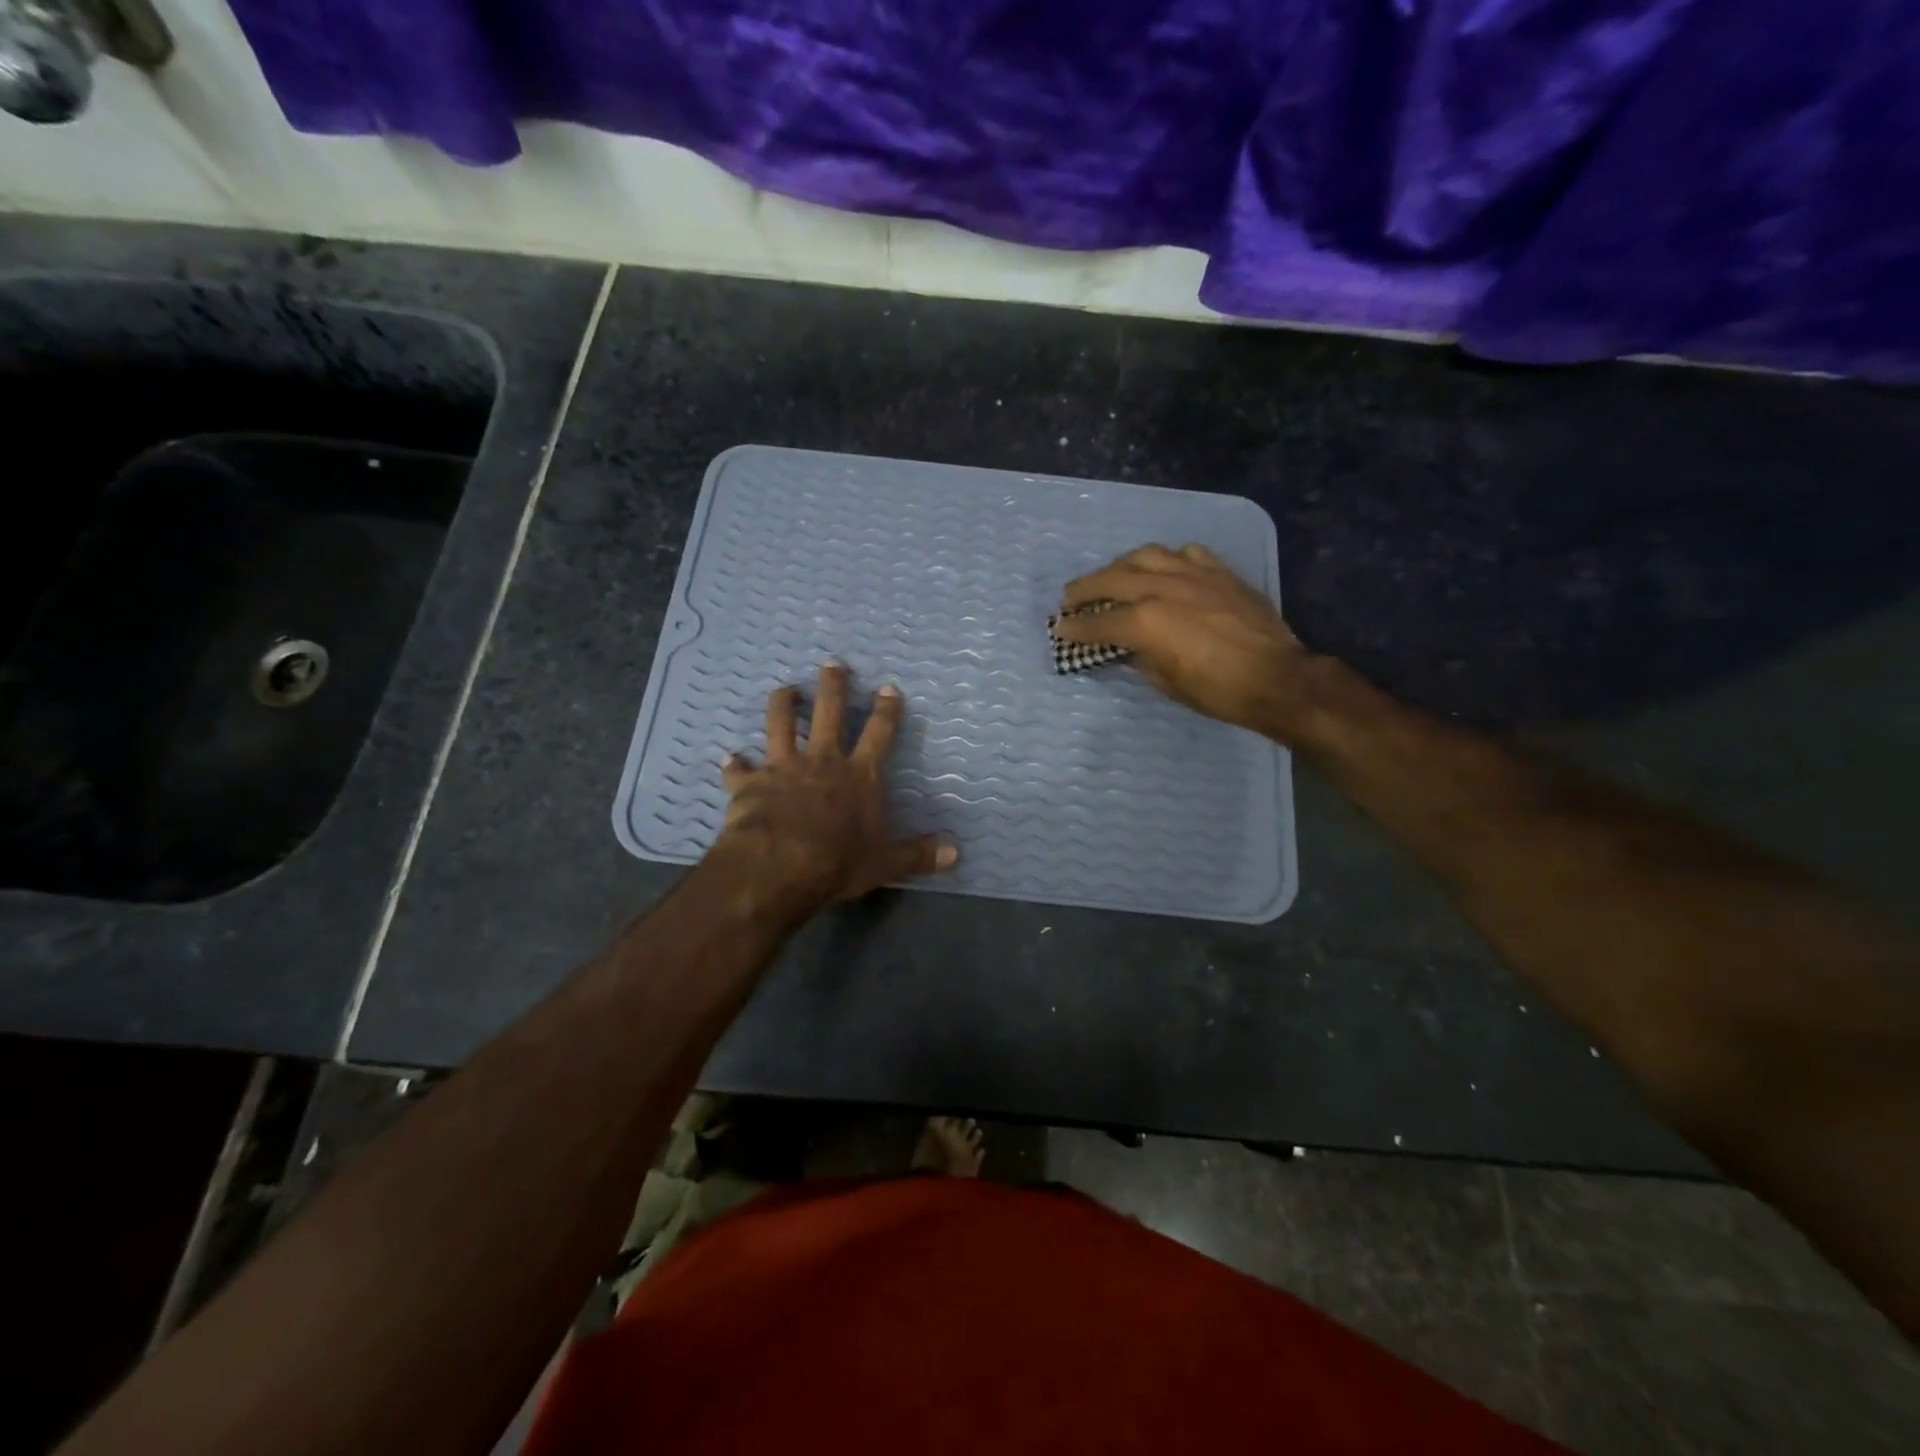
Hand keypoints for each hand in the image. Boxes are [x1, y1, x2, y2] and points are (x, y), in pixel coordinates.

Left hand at [715, 663, 956, 906]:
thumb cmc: (838, 861)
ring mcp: (782, 768)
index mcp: (858, 775)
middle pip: (828, 714)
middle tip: (832, 664)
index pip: (879, 733)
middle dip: (832, 686)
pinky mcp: (749, 784)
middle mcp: (821, 761)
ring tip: (784, 690)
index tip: (888, 688)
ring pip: (780, 725)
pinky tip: (729, 759)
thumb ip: (918, 854)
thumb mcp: (885, 863)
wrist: (779, 866)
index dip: (886, 710)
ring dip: (782, 705)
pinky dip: (734, 765)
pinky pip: (738, 770)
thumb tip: (955, 853)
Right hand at [1054, 543, 1312, 737]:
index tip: (1059, 628)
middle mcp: (1161, 588)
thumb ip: (1139, 658)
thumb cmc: (1217, 691)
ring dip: (1121, 565)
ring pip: (1145, 555)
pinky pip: (1185, 553)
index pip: (1097, 622)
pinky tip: (1164, 569)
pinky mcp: (1218, 571)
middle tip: (1069, 598)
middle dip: (1084, 589)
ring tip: (1112, 577)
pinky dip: (1167, 560)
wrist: (1276, 677)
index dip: (1074, 628)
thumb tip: (1127, 647)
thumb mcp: (1166, 682)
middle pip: (1111, 579)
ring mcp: (1192, 574)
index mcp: (1144, 621)